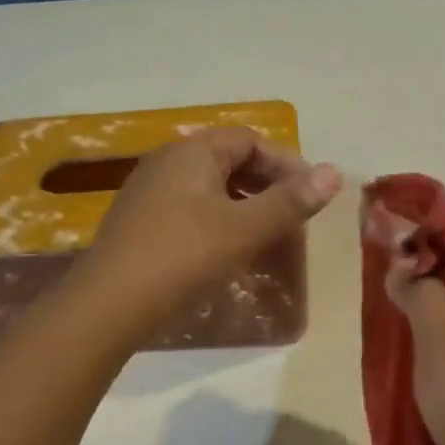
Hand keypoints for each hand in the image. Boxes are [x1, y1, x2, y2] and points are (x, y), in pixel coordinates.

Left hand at [79, 127, 341, 325]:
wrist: (109, 303)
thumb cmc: (183, 256)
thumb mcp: (244, 228)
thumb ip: (290, 201)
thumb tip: (334, 172)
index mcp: (192, 151)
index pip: (250, 141)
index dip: (286, 163)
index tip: (312, 195)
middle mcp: (167, 162)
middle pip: (229, 161)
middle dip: (267, 185)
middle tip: (294, 216)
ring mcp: (149, 192)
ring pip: (210, 188)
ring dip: (244, 206)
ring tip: (268, 235)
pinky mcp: (140, 223)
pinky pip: (191, 210)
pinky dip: (219, 222)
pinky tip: (228, 252)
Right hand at [386, 221, 444, 444]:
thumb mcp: (440, 343)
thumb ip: (420, 294)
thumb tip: (402, 267)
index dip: (440, 224)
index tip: (400, 231)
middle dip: (431, 250)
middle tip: (390, 261)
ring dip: (431, 281)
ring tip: (392, 289)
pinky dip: (437, 309)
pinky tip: (410, 327)